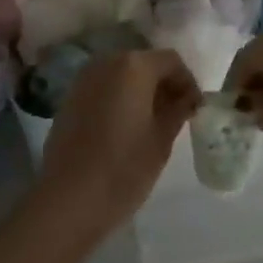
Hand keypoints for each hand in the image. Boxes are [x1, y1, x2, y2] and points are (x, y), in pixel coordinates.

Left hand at [36, 50, 198, 241]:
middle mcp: (106, 62)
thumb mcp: (161, 140)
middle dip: (164, 84)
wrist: (67, 201)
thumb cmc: (123, 168)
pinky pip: (104, 89)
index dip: (188, 82)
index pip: (171, 61)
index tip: (195, 109)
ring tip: (153, 122)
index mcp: (134, 66)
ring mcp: (83, 80)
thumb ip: (178, 111)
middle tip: (178, 114)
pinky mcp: (69, 99)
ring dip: (141, 91)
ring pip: (122, 75)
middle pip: (144, 63)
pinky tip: (126, 127)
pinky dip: (120, 99)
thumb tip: (187, 99)